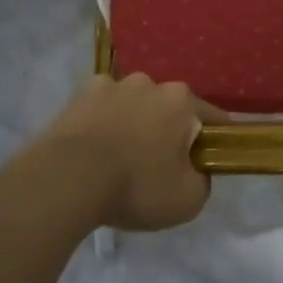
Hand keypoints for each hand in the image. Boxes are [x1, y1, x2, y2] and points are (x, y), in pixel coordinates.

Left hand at [38, 73, 222, 231]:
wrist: (69, 179)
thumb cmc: (136, 186)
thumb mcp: (187, 199)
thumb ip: (203, 180)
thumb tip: (196, 170)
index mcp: (181, 101)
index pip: (212, 117)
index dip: (213, 141)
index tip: (207, 161)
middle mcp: (149, 82)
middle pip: (169, 108)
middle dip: (168, 130)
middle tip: (158, 166)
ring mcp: (112, 83)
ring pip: (134, 104)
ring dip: (134, 122)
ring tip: (120, 157)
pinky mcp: (80, 93)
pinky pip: (102, 106)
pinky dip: (103, 121)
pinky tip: (95, 147)